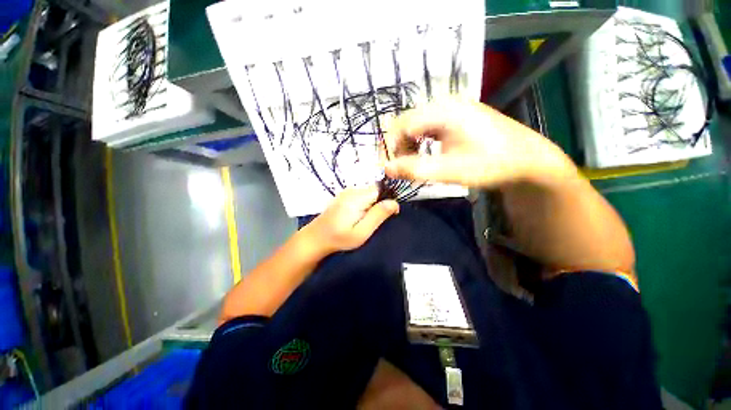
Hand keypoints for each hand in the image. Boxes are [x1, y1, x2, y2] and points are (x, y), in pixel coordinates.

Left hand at [304, 187, 399, 253]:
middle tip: (376, 220)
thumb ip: (378, 215)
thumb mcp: (362, 232)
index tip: (389, 215)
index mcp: (357, 197)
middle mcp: (352, 190)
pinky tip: (359, 217)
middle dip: (380, 203)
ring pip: (368, 193)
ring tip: (367, 220)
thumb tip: (394, 203)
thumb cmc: (339, 238)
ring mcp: (346, 192)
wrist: (316, 238)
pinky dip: (365, 205)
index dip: (388, 200)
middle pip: (375, 190)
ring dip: (372, 205)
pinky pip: (361, 196)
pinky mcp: (344, 196)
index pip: (381, 190)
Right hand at [383, 98, 575, 187]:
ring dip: (409, 144)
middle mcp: (444, 103)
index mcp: (442, 111)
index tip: (393, 168)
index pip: (401, 125)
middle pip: (406, 122)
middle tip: (404, 167)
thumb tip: (386, 169)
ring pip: (416, 124)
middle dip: (399, 146)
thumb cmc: (490, 164)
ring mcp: (451, 108)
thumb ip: (415, 169)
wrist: (527, 160)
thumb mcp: (450, 171)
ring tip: (415, 162)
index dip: (391, 147)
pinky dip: (420, 141)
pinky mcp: (456, 116)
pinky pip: (427, 125)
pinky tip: (427, 153)